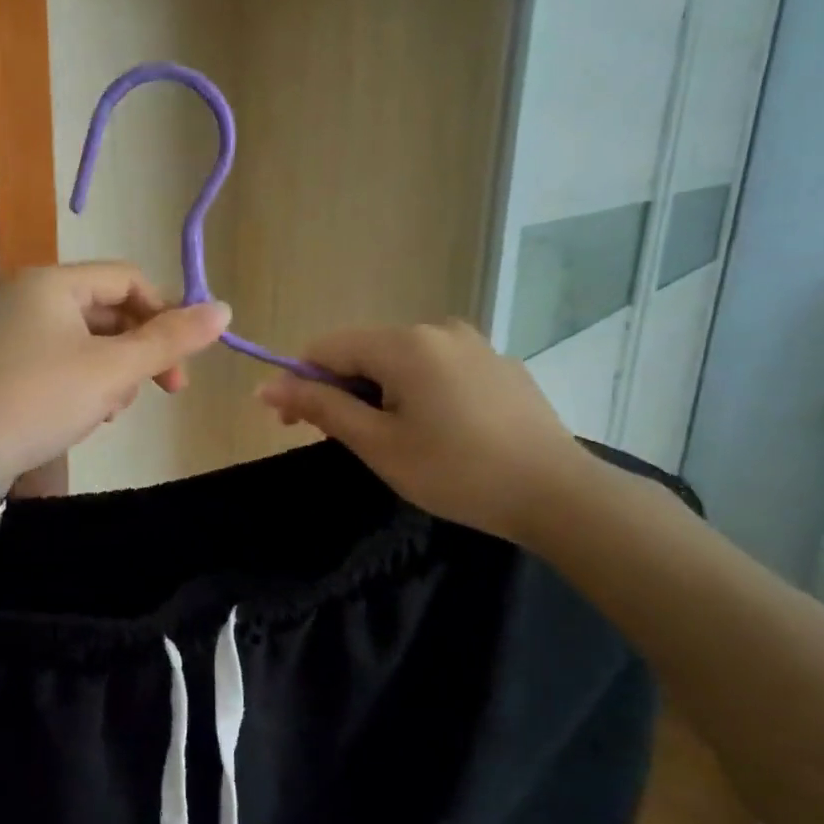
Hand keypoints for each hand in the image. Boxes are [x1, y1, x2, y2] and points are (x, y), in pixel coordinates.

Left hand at [0, 263, 230, 487]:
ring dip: (113, 372)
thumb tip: (224, 310)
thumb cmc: (39, 400)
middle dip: (139, 352)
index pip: (130, 280)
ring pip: (87, 341)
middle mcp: (29, 296)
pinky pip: (60, 361)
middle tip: (158, 392)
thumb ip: (169, 340)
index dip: (166, 315)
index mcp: (53, 283)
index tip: (182, 363)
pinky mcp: (3, 365)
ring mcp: (11, 331)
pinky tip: (86, 415)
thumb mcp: (112, 371)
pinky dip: (83, 383)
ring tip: (111, 410)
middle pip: (109, 311)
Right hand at [254, 320, 587, 544]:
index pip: (327, 347)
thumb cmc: (455, 471)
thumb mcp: (377, 443)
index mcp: (405, 343)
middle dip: (340, 390)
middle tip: (341, 440)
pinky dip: (417, 392)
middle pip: (365, 351)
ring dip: (378, 393)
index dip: (300, 381)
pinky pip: (438, 369)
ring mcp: (474, 344)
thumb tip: (266, 386)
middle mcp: (438, 329)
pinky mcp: (498, 365)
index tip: (291, 425)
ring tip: (391, 441)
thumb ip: (321, 407)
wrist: (557, 494)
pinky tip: (436, 432)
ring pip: (401, 361)